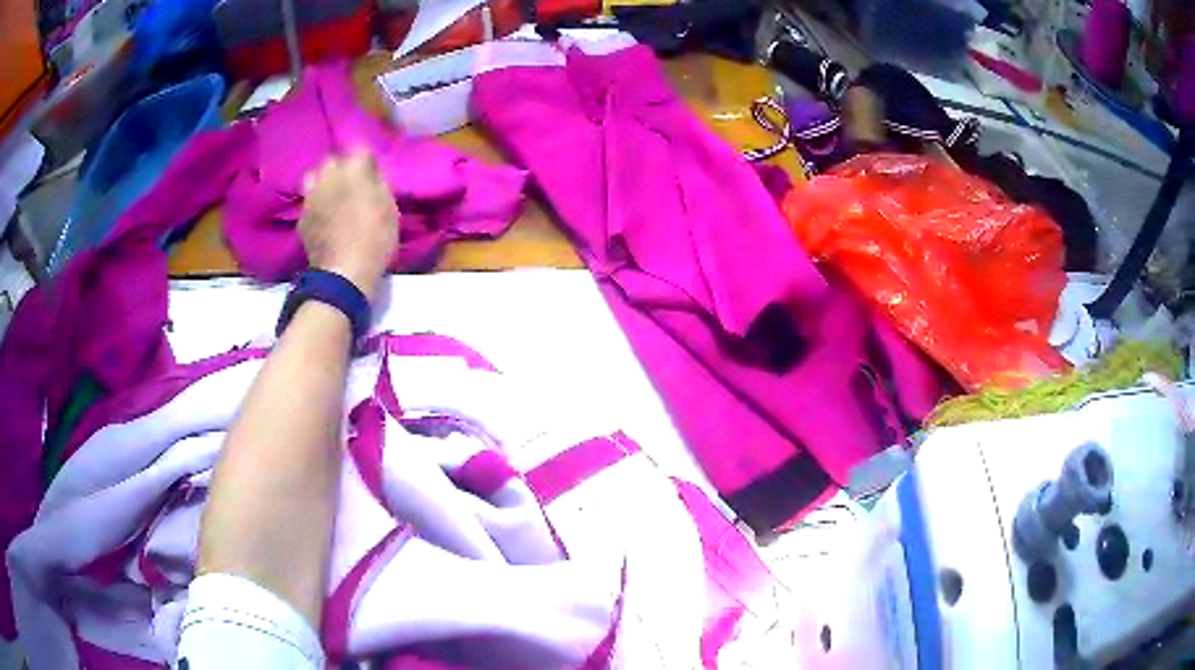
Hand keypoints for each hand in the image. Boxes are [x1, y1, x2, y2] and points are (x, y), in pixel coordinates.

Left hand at [299, 150, 399, 302]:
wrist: (343, 273)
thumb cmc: (375, 239)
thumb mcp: (390, 208)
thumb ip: (379, 185)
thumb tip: (373, 175)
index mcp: (353, 169)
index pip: (360, 148)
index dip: (368, 161)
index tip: (374, 173)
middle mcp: (328, 176)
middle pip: (333, 159)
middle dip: (342, 167)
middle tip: (353, 183)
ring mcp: (311, 196)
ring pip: (314, 177)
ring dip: (323, 181)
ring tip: (332, 194)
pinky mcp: (302, 217)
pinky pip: (308, 201)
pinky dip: (316, 204)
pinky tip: (323, 216)